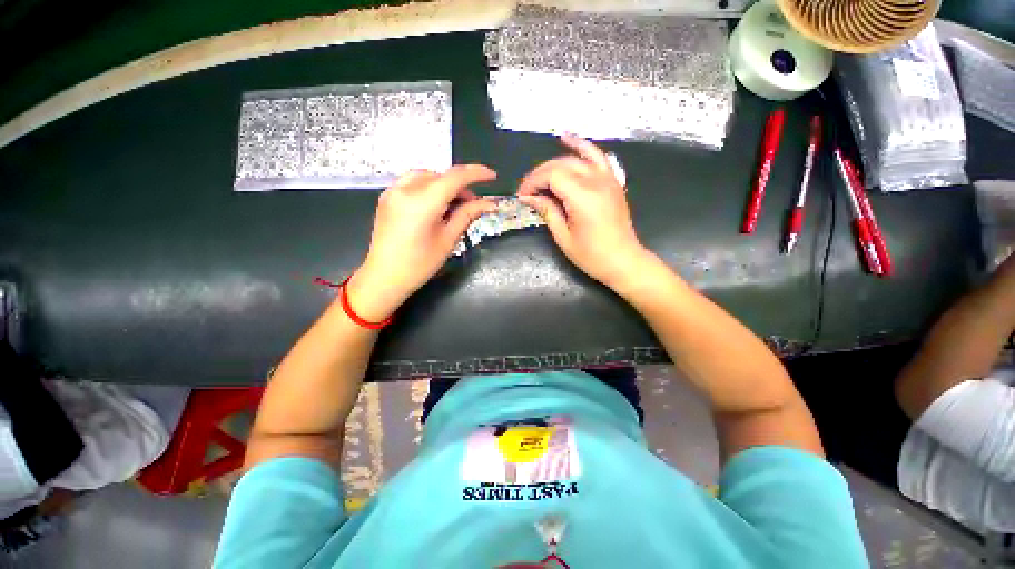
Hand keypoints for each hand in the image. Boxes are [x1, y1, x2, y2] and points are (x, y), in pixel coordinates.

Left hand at [347, 165, 496, 320]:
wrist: (384, 277)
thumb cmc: (420, 264)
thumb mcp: (448, 240)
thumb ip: (467, 215)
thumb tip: (488, 203)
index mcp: (423, 202)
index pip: (455, 177)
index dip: (476, 173)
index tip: (492, 176)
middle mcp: (405, 190)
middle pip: (440, 176)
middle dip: (460, 185)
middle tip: (473, 204)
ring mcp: (392, 192)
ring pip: (426, 176)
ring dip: (444, 185)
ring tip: (454, 205)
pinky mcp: (386, 198)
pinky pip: (412, 183)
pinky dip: (429, 187)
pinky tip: (435, 205)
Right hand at [518, 135, 650, 289]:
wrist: (623, 261)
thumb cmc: (592, 255)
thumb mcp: (564, 237)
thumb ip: (548, 211)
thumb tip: (530, 197)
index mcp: (583, 197)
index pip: (551, 175)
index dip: (533, 182)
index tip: (522, 196)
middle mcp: (596, 181)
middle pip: (561, 164)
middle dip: (540, 175)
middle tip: (528, 191)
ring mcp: (607, 178)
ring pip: (576, 158)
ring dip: (555, 162)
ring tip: (539, 173)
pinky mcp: (612, 181)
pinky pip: (597, 156)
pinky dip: (582, 146)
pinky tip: (568, 139)